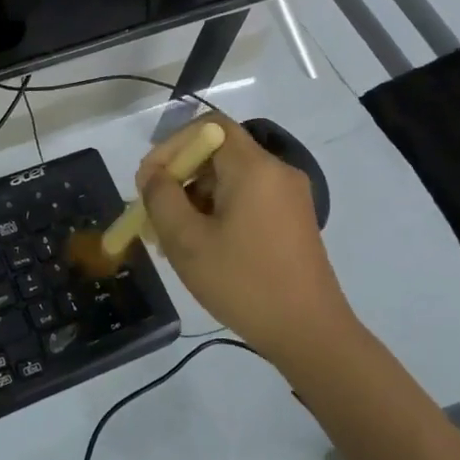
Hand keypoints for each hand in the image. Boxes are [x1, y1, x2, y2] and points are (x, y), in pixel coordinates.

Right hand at [136, 114, 357, 363]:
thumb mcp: (187, 241)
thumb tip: (153, 174)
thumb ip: (161, 198)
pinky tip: (202, 247)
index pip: (208, 126)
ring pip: (230, 179)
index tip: (150, 180)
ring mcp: (290, 196)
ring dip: (196, 198)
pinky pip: (247, 199)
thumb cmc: (243, 283)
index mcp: (255, 168)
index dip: (172, 145)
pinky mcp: (293, 220)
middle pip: (218, 153)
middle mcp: (277, 172)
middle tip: (154, 214)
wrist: (309, 333)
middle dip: (180, 177)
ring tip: (172, 238)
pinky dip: (219, 211)